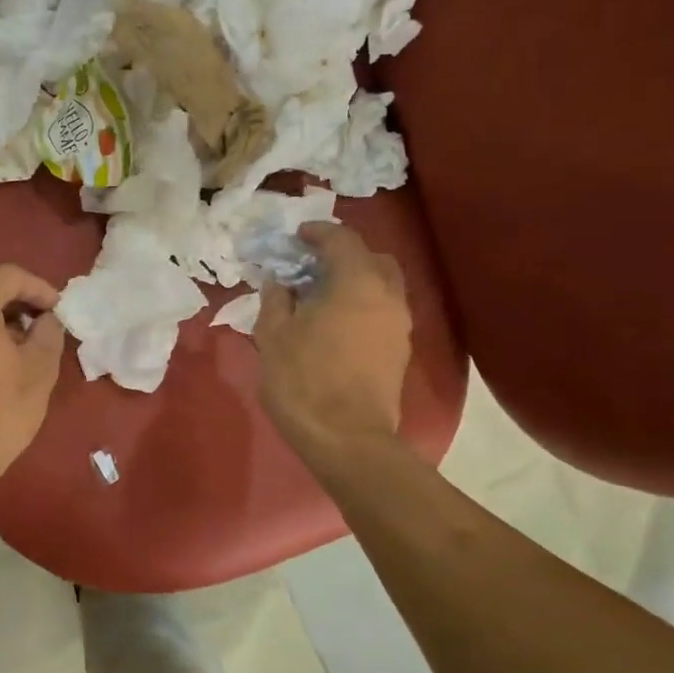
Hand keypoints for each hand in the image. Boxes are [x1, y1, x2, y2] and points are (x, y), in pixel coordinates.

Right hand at [255, 223, 412, 471]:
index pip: (342, 240)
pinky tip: (335, 320)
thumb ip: (276, 300)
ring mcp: (399, 325)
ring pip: (383, 285)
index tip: (296, 236)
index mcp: (356, 283)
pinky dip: (362, 303)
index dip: (318, 233)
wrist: (347, 439)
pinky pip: (383, 310)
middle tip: (312, 263)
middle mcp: (387, 296)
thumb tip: (278, 282)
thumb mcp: (273, 336)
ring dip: (355, 279)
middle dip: (344, 253)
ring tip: (321, 293)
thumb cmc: (304, 381)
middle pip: (373, 258)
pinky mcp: (400, 350)